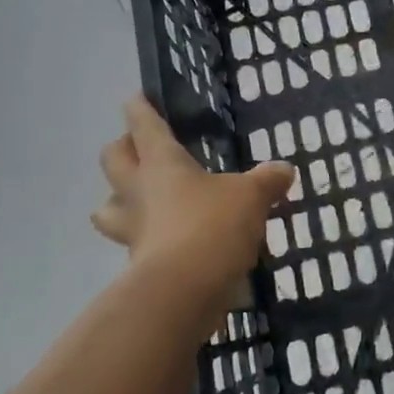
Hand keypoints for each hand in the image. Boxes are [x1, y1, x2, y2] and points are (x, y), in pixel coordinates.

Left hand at [94, 97, 294, 329]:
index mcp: (162, 163)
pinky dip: (145, 241)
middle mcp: (140, 192)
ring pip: (108, 209)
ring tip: (134, 200)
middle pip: (113, 161)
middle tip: (136, 147)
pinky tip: (166, 242)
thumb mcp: (250, 197)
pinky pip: (134, 245)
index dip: (139, 109)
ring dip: (115, 202)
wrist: (182, 294)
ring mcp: (134, 231)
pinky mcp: (138, 266)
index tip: (134, 98)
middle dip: (120, 150)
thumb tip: (285, 169)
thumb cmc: (211, 226)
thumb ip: (266, 181)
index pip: (144, 126)